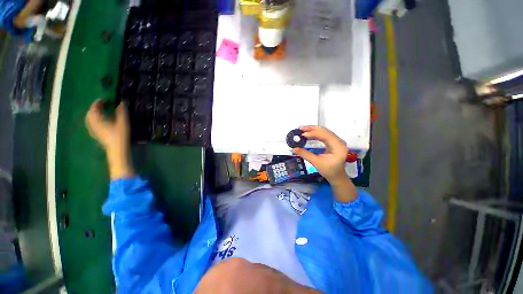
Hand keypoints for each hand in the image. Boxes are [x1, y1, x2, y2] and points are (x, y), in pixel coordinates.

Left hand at [85, 99, 132, 178]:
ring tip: (101, 112)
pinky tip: (101, 122)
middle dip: (94, 108)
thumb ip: (122, 112)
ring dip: (94, 114)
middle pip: (89, 114)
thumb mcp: (123, 123)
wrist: (117, 151)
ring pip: (90, 120)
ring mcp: (94, 131)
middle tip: (102, 105)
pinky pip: (92, 125)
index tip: (104, 99)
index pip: (93, 109)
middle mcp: (93, 125)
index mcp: (97, 121)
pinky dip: (96, 121)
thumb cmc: (120, 136)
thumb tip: (122, 102)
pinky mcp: (97, 136)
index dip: (97, 103)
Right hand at [292, 126, 347, 183]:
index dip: (313, 133)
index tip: (302, 134)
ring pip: (324, 131)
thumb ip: (305, 154)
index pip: (325, 135)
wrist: (337, 176)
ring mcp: (337, 141)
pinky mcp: (333, 142)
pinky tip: (308, 134)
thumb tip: (294, 149)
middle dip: (312, 129)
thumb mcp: (316, 163)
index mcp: (338, 147)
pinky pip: (324, 134)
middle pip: (325, 131)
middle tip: (300, 128)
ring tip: (302, 130)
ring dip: (313, 130)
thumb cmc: (329, 171)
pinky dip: (315, 133)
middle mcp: (339, 141)